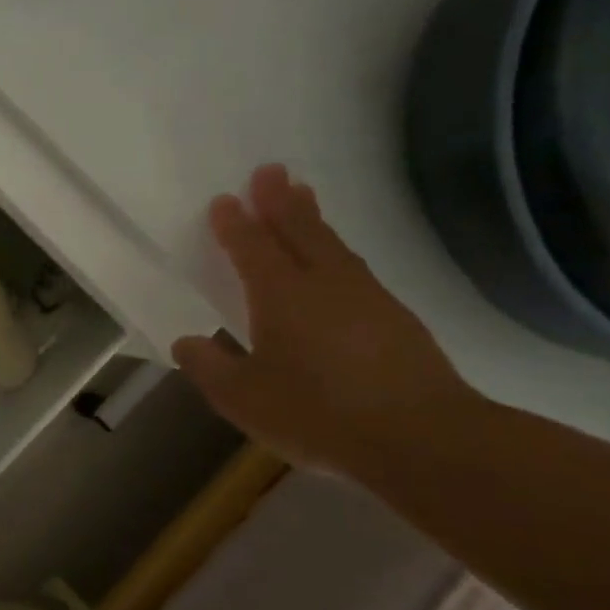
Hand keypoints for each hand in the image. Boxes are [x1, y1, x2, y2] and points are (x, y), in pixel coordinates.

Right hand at [171, 165, 481, 478]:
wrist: (424, 440)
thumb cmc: (318, 413)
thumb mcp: (242, 398)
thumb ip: (208, 367)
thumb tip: (186, 342)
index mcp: (281, 296)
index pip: (252, 248)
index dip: (235, 224)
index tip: (224, 199)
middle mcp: (324, 284)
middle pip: (299, 231)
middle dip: (280, 200)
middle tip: (269, 170)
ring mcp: (367, 299)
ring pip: (333, 246)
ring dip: (313, 218)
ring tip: (303, 197)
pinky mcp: (397, 320)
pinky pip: (357, 269)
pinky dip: (338, 251)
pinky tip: (339, 262)